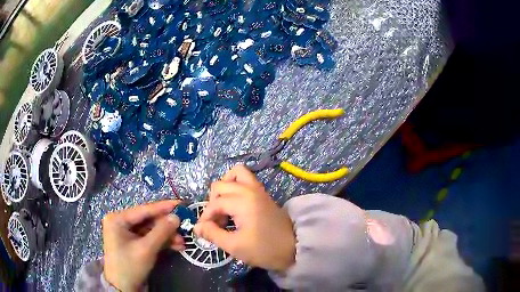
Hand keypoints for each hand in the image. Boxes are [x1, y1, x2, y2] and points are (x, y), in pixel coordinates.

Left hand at [102, 200, 184, 290]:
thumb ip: (161, 232)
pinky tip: (176, 246)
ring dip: (167, 236)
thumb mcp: (146, 249)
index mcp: (118, 219)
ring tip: (182, 242)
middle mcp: (121, 222)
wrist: (123, 288)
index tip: (181, 203)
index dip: (164, 207)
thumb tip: (176, 216)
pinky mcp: (133, 243)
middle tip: (185, 227)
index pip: (144, 210)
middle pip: (148, 220)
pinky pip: (149, 238)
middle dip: (167, 227)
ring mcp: (127, 233)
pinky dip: (162, 242)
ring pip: (151, 230)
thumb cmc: (130, 266)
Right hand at [194, 165, 295, 271]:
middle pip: (220, 185)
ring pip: (235, 174)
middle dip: (213, 203)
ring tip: (224, 208)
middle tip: (216, 222)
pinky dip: (235, 186)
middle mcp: (250, 190)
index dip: (206, 217)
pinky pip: (246, 180)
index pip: (215, 203)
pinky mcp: (263, 194)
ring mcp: (258, 190)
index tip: (204, 231)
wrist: (295, 248)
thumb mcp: (235, 246)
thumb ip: (213, 234)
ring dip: (224, 188)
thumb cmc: (265, 249)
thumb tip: (197, 227)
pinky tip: (235, 205)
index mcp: (243, 202)